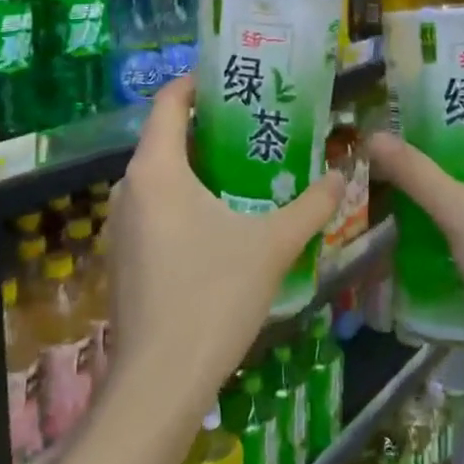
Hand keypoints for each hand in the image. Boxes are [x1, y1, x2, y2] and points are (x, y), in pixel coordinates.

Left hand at [104, 76, 344, 413]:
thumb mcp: (272, 245)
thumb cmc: (213, 297)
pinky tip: (221, 220)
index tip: (231, 81)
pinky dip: (184, 199)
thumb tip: (343, 176)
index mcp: (156, 170)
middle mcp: (129, 188)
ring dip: (197, 167)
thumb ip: (312, 206)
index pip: (168, 103)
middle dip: (207, 128)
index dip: (196, 84)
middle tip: (255, 125)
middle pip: (165, 138)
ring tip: (246, 168)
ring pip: (160, 177)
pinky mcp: (124, 257)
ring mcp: (121, 226)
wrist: (160, 381)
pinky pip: (154, 208)